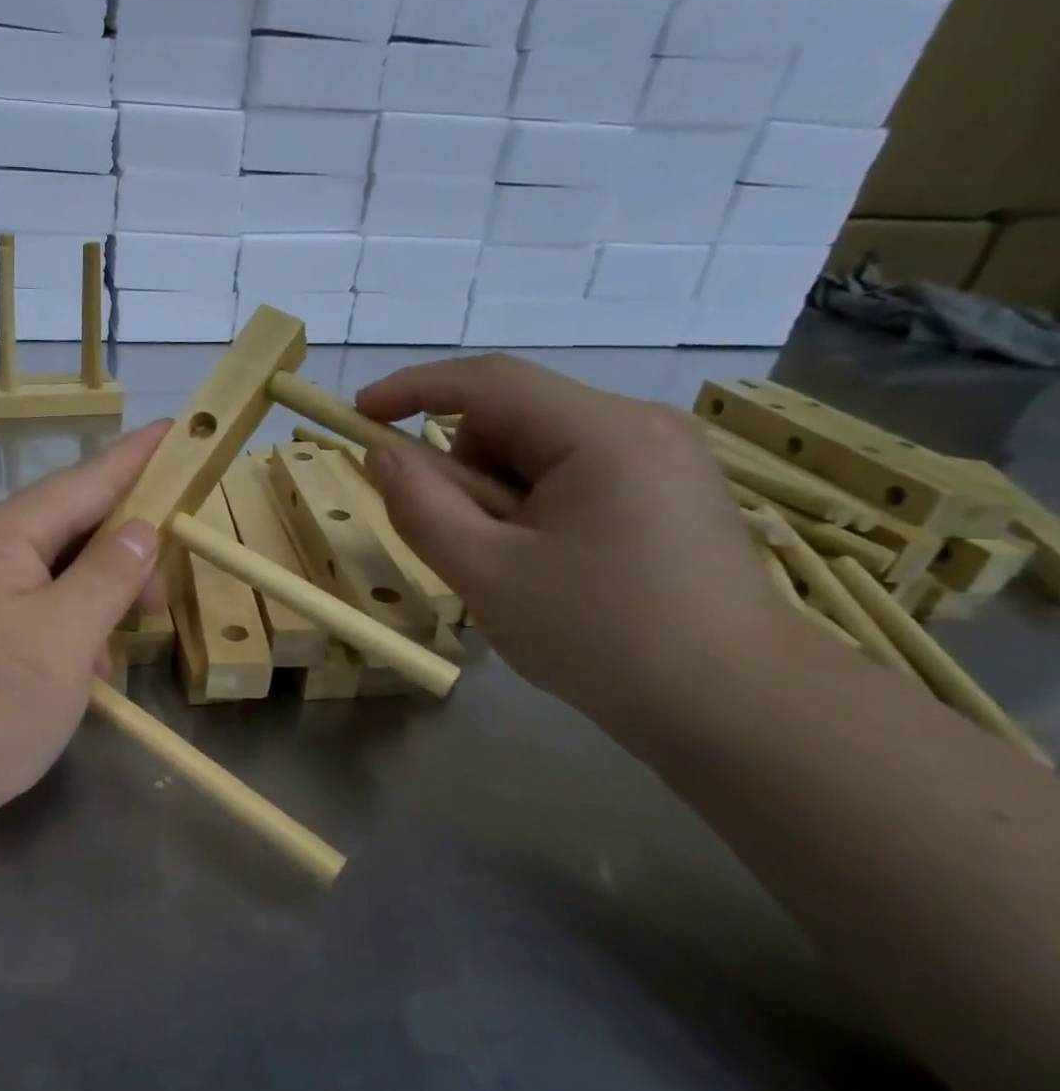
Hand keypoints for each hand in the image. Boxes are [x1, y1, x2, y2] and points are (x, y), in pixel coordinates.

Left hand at [0, 423, 167, 835]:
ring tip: (126, 643)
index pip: (84, 481)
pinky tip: (87, 671)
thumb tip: (140, 529)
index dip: (136, 458)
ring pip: (53, 576)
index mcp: (2, 537)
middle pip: (69, 530)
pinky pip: (32, 612)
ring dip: (97, 600)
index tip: (175, 431)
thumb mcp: (63, 638)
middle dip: (124, 555)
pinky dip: (68, 631)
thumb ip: (108, 576)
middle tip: (164, 599)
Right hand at [356, 356, 791, 731]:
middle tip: (463, 542)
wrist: (734, 707)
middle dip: (466, 469)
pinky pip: (572, 477)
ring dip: (499, 497)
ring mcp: (661, 459)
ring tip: (514, 567)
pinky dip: (534, 509)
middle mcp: (639, 427)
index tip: (357, 413)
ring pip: (539, 452)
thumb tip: (382, 455)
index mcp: (602, 433)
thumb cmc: (601, 636)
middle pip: (515, 420)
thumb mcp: (486, 574)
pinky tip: (549, 566)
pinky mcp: (669, 492)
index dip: (413, 388)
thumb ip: (421, 507)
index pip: (488, 382)